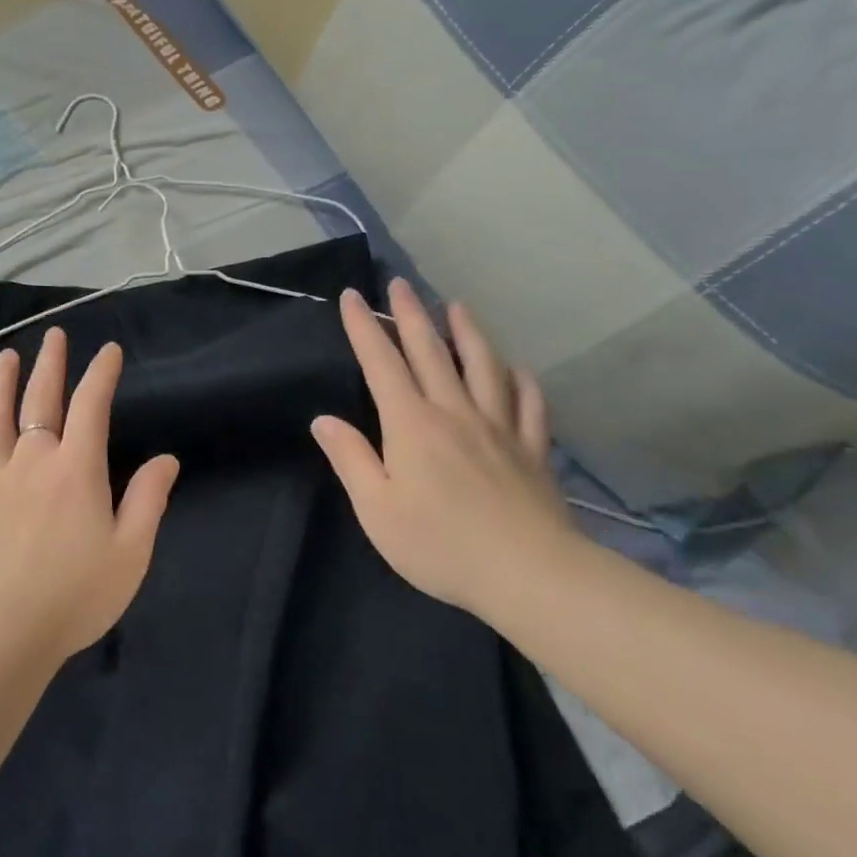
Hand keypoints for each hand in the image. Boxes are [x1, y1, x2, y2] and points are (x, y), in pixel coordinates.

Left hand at [0, 328, 180, 663]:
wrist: (0, 636)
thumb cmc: (75, 596)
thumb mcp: (130, 553)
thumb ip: (148, 500)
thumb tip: (166, 459)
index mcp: (76, 468)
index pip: (90, 405)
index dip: (101, 373)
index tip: (109, 351)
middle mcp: (32, 461)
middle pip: (39, 399)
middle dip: (50, 363)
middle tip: (53, 335)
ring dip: (0, 383)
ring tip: (6, 358)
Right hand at [311, 279, 574, 617]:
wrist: (527, 573)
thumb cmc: (439, 544)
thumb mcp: (376, 509)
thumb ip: (351, 459)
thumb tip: (324, 420)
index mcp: (411, 424)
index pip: (381, 363)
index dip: (365, 328)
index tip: (353, 296)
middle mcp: (454, 412)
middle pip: (430, 351)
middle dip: (410, 314)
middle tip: (400, 283)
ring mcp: (499, 427)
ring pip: (483, 366)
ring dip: (467, 332)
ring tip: (457, 305)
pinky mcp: (532, 449)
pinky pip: (529, 405)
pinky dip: (522, 381)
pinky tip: (518, 369)